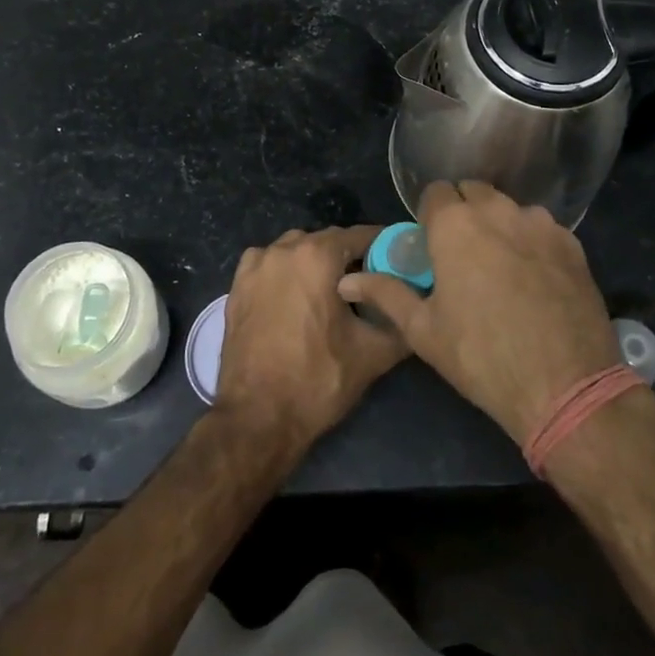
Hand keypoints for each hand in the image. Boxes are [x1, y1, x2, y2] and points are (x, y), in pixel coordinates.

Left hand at [213, 225, 408, 452]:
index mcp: (317, 256)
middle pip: (327, 241)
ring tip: (331, 293)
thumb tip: (417, 308)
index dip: (384, 246)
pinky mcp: (236, 286)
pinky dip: (285, 272)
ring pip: (296, 250)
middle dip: (349, 257)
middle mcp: (284, 249)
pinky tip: (294, 298)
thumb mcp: (373, 354)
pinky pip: (269, 265)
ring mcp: (256, 266)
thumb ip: (401, 322)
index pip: (361, 235)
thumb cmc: (317, 381)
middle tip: (369, 283)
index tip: (399, 261)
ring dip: (315, 263)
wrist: (257, 419)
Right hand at [338, 182, 621, 444]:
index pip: (435, 192)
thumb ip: (386, 293)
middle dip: (463, 212)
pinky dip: (531, 241)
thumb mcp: (423, 330)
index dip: (430, 216)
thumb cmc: (481, 356)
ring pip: (509, 208)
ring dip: (498, 224)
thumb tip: (347, 281)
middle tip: (462, 254)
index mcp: (455, 224)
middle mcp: (497, 210)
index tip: (432, 245)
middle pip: (473, 191)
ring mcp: (539, 222)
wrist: (565, 386)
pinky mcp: (571, 242)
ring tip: (500, 266)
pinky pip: (541, 228)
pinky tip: (534, 278)